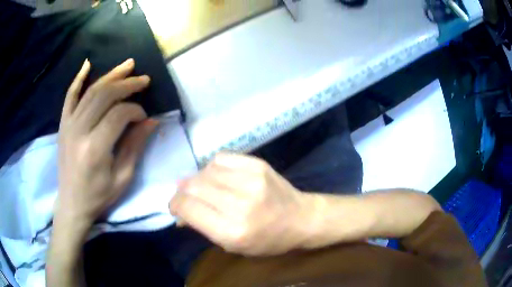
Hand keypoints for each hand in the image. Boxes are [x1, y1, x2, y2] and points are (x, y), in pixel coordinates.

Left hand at [56, 58, 157, 227]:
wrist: (72, 203)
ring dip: (111, 76)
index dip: (136, 111)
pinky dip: (78, 79)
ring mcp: (68, 125)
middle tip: (144, 80)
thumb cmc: (99, 196)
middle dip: (127, 84)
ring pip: (90, 91)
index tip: (144, 118)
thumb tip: (151, 121)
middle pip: (105, 96)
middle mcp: (79, 131)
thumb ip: (135, 147)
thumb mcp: (123, 178)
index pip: (119, 115)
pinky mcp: (63, 124)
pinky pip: (69, 96)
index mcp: (95, 149)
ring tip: (128, 66)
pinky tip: (88, 64)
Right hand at [169, 153, 311, 255]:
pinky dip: (213, 168)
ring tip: (204, 188)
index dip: (175, 205)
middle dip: (183, 192)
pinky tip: (218, 176)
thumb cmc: (267, 240)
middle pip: (193, 186)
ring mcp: (250, 180)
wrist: (301, 218)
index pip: (188, 208)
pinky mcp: (258, 165)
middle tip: (185, 197)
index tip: (175, 207)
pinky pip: (221, 158)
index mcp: (232, 231)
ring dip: (197, 180)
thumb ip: (203, 227)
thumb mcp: (233, 245)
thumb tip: (178, 212)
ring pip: (205, 171)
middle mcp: (240, 204)